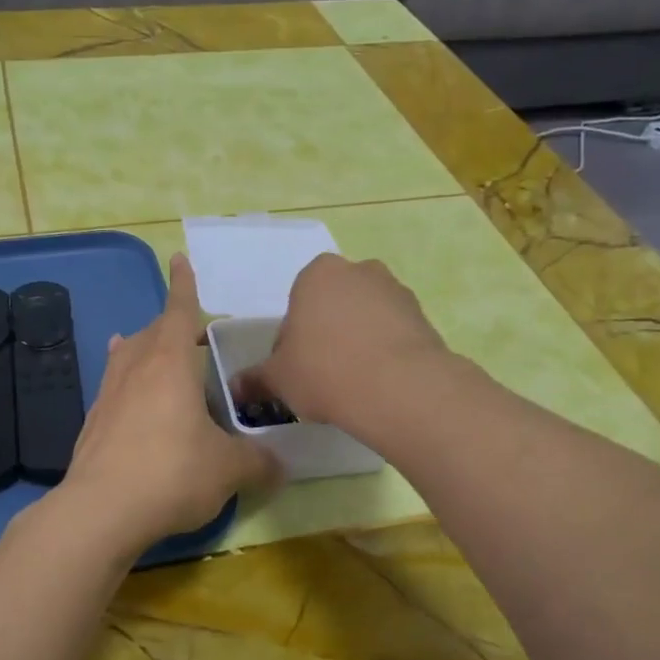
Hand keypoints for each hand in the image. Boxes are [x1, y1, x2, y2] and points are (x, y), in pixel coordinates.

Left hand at [58, 254, 279, 557]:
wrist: (102, 510)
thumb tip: (280, 465)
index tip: (179, 259)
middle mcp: (135, 369)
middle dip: (170, 325)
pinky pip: (112, 386)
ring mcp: (108, 394)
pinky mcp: (93, 423)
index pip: (178, 311)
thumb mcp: (228, 468)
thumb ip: (258, 461)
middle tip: (190, 333)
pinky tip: (125, 392)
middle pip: (152, 332)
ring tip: (149, 346)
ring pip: (126, 356)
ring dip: (142, 348)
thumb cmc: (172, 473)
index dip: (183, 286)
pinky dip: (124, 379)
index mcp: (169, 364)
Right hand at [238, 254, 447, 431]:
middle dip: (325, 335)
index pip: (295, 306)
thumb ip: (255, 380)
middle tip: (321, 376)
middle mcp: (359, 271)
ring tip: (353, 384)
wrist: (400, 388)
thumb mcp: (278, 379)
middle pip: (332, 307)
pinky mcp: (424, 317)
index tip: (295, 370)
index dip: (291, 341)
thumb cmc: (325, 371)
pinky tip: (379, 384)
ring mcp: (396, 291)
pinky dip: (384, 353)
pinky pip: (393, 334)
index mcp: (317, 274)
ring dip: (356, 343)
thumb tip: (235, 388)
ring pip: (364, 319)